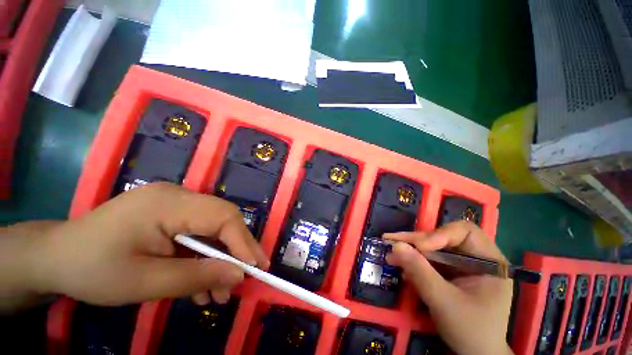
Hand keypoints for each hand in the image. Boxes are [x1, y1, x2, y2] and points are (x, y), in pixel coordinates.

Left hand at [1, 183, 267, 309]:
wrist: (56, 257)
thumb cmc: (91, 270)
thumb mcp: (144, 282)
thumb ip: (196, 277)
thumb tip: (238, 276)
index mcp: (167, 203)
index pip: (222, 216)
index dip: (243, 241)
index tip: (255, 268)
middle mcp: (178, 195)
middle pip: (223, 218)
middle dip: (237, 248)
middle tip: (247, 276)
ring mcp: (175, 202)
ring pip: (213, 227)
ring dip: (220, 257)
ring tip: (219, 291)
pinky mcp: (171, 213)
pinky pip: (199, 232)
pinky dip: (204, 256)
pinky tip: (201, 282)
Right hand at [384, 222, 513, 354]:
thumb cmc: (470, 331)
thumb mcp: (444, 302)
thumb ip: (420, 272)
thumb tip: (395, 245)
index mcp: (489, 261)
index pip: (464, 232)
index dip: (440, 234)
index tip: (420, 247)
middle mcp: (476, 258)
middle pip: (442, 238)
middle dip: (416, 241)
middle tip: (390, 241)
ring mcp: (461, 265)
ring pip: (432, 248)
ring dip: (410, 250)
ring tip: (390, 254)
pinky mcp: (449, 272)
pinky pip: (428, 260)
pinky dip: (413, 261)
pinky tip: (399, 265)